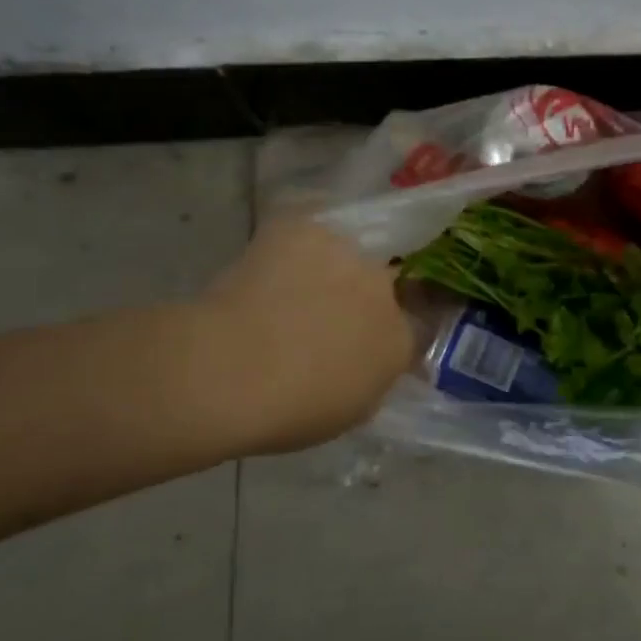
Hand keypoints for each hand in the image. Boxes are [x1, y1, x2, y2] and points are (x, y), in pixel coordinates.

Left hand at [200, 219, 416, 453]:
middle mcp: (383, 289)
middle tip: (318, 319)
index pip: (409, 326)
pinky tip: (264, 273)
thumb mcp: (348, 411)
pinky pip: (302, 238)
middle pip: (378, 285)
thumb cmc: (290, 411)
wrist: (231, 370)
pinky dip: (289, 251)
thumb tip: (364, 362)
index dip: (381, 333)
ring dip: (326, 271)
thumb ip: (369, 379)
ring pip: (341, 257)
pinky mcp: (302, 229)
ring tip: (286, 293)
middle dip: (356, 299)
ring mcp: (345, 253)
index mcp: (399, 340)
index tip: (356, 344)